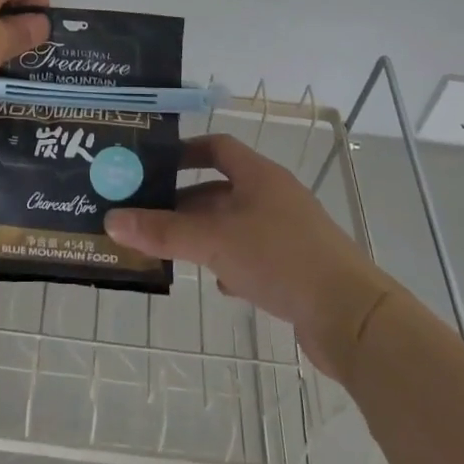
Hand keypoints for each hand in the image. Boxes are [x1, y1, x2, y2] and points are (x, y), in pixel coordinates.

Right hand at [104, 134, 394, 377]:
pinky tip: (218, 284)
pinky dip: (230, 263)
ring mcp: (288, 232)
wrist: (352, 317)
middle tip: (147, 216)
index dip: (185, 151)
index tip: (153, 165)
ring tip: (170, 250)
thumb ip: (163, 231)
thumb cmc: (280, 259)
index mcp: (259, 176)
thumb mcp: (214, 241)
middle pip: (221, 189)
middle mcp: (274, 197)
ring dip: (205, 235)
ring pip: (235, 225)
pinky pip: (253, 255)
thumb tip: (112, 220)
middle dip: (185, 202)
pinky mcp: (296, 267)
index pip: (218, 147)